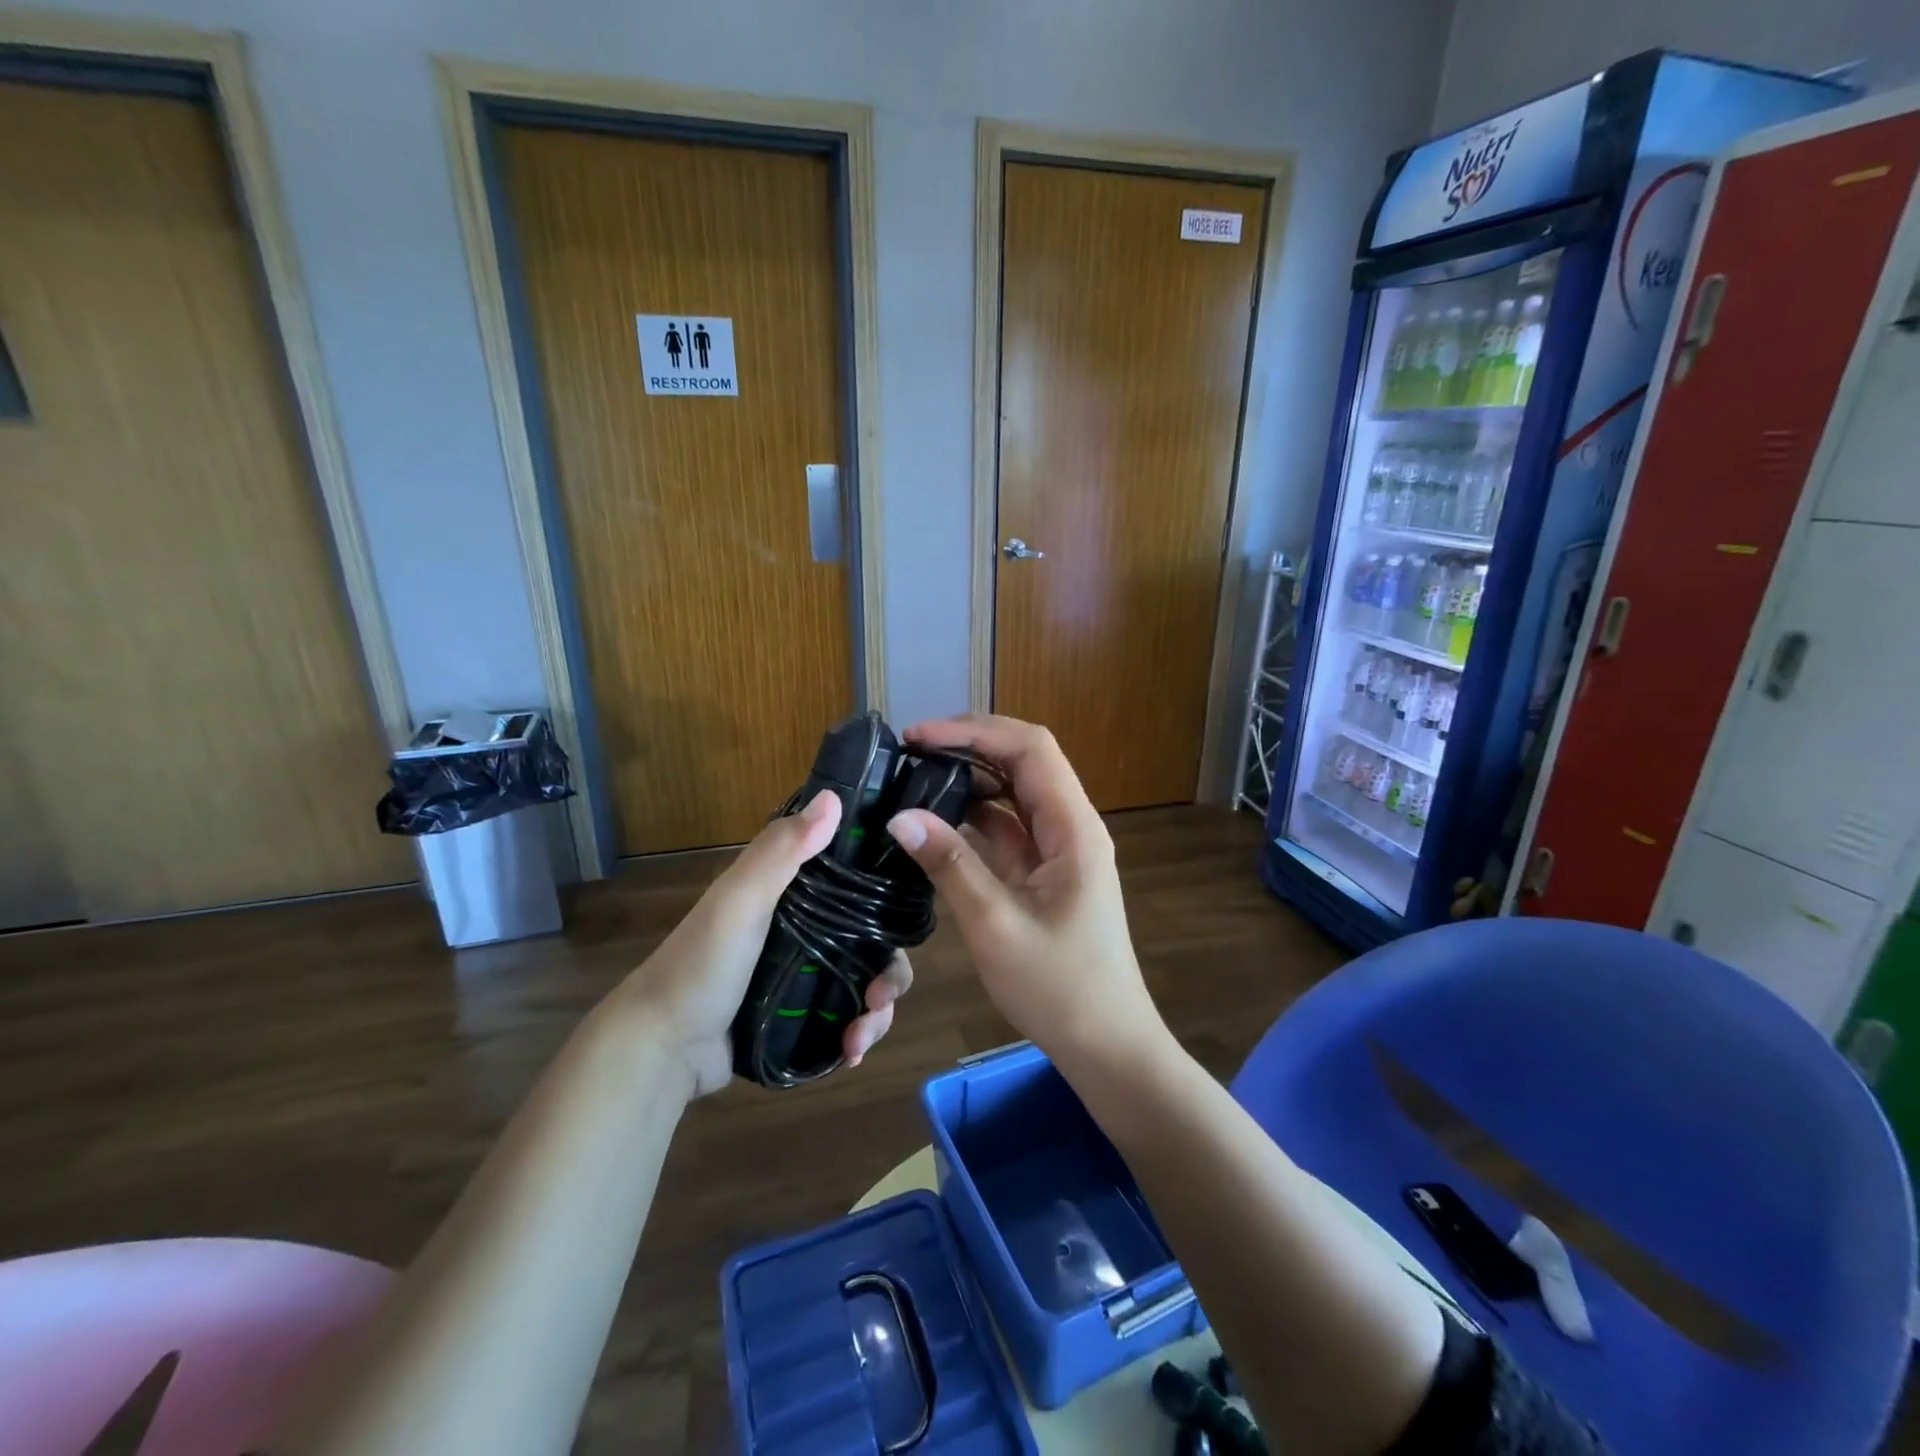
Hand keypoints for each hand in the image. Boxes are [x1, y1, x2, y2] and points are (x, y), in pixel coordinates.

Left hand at [614, 789, 912, 1096]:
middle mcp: (808, 928)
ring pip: (867, 981)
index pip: (858, 879)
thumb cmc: (701, 963)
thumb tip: (833, 797)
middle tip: (883, 996)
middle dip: (890, 969)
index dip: (890, 891)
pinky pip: (848, 1017)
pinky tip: (853, 1052)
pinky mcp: (804, 1016)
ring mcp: (807, 975)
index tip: (912, 913)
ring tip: (863, 1035)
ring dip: (878, 1009)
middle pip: (873, 940)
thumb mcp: (739, 900)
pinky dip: (859, 1033)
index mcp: (795, 892)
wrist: (663, 1047)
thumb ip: (781, 851)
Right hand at [884, 714, 1163, 1067]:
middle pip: (1023, 762)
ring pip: (1013, 793)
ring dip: (968, 781)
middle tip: (909, 753)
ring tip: (914, 779)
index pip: (1030, 749)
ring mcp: (1058, 849)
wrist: (1105, 1044)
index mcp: (1073, 827)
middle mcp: (1070, 826)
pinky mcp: (1044, 872)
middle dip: (968, 747)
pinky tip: (936, 821)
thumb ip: (950, 865)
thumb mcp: (995, 925)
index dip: (975, 731)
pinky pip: (1008, 828)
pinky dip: (973, 817)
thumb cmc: (1059, 988)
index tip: (920, 737)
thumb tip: (899, 816)